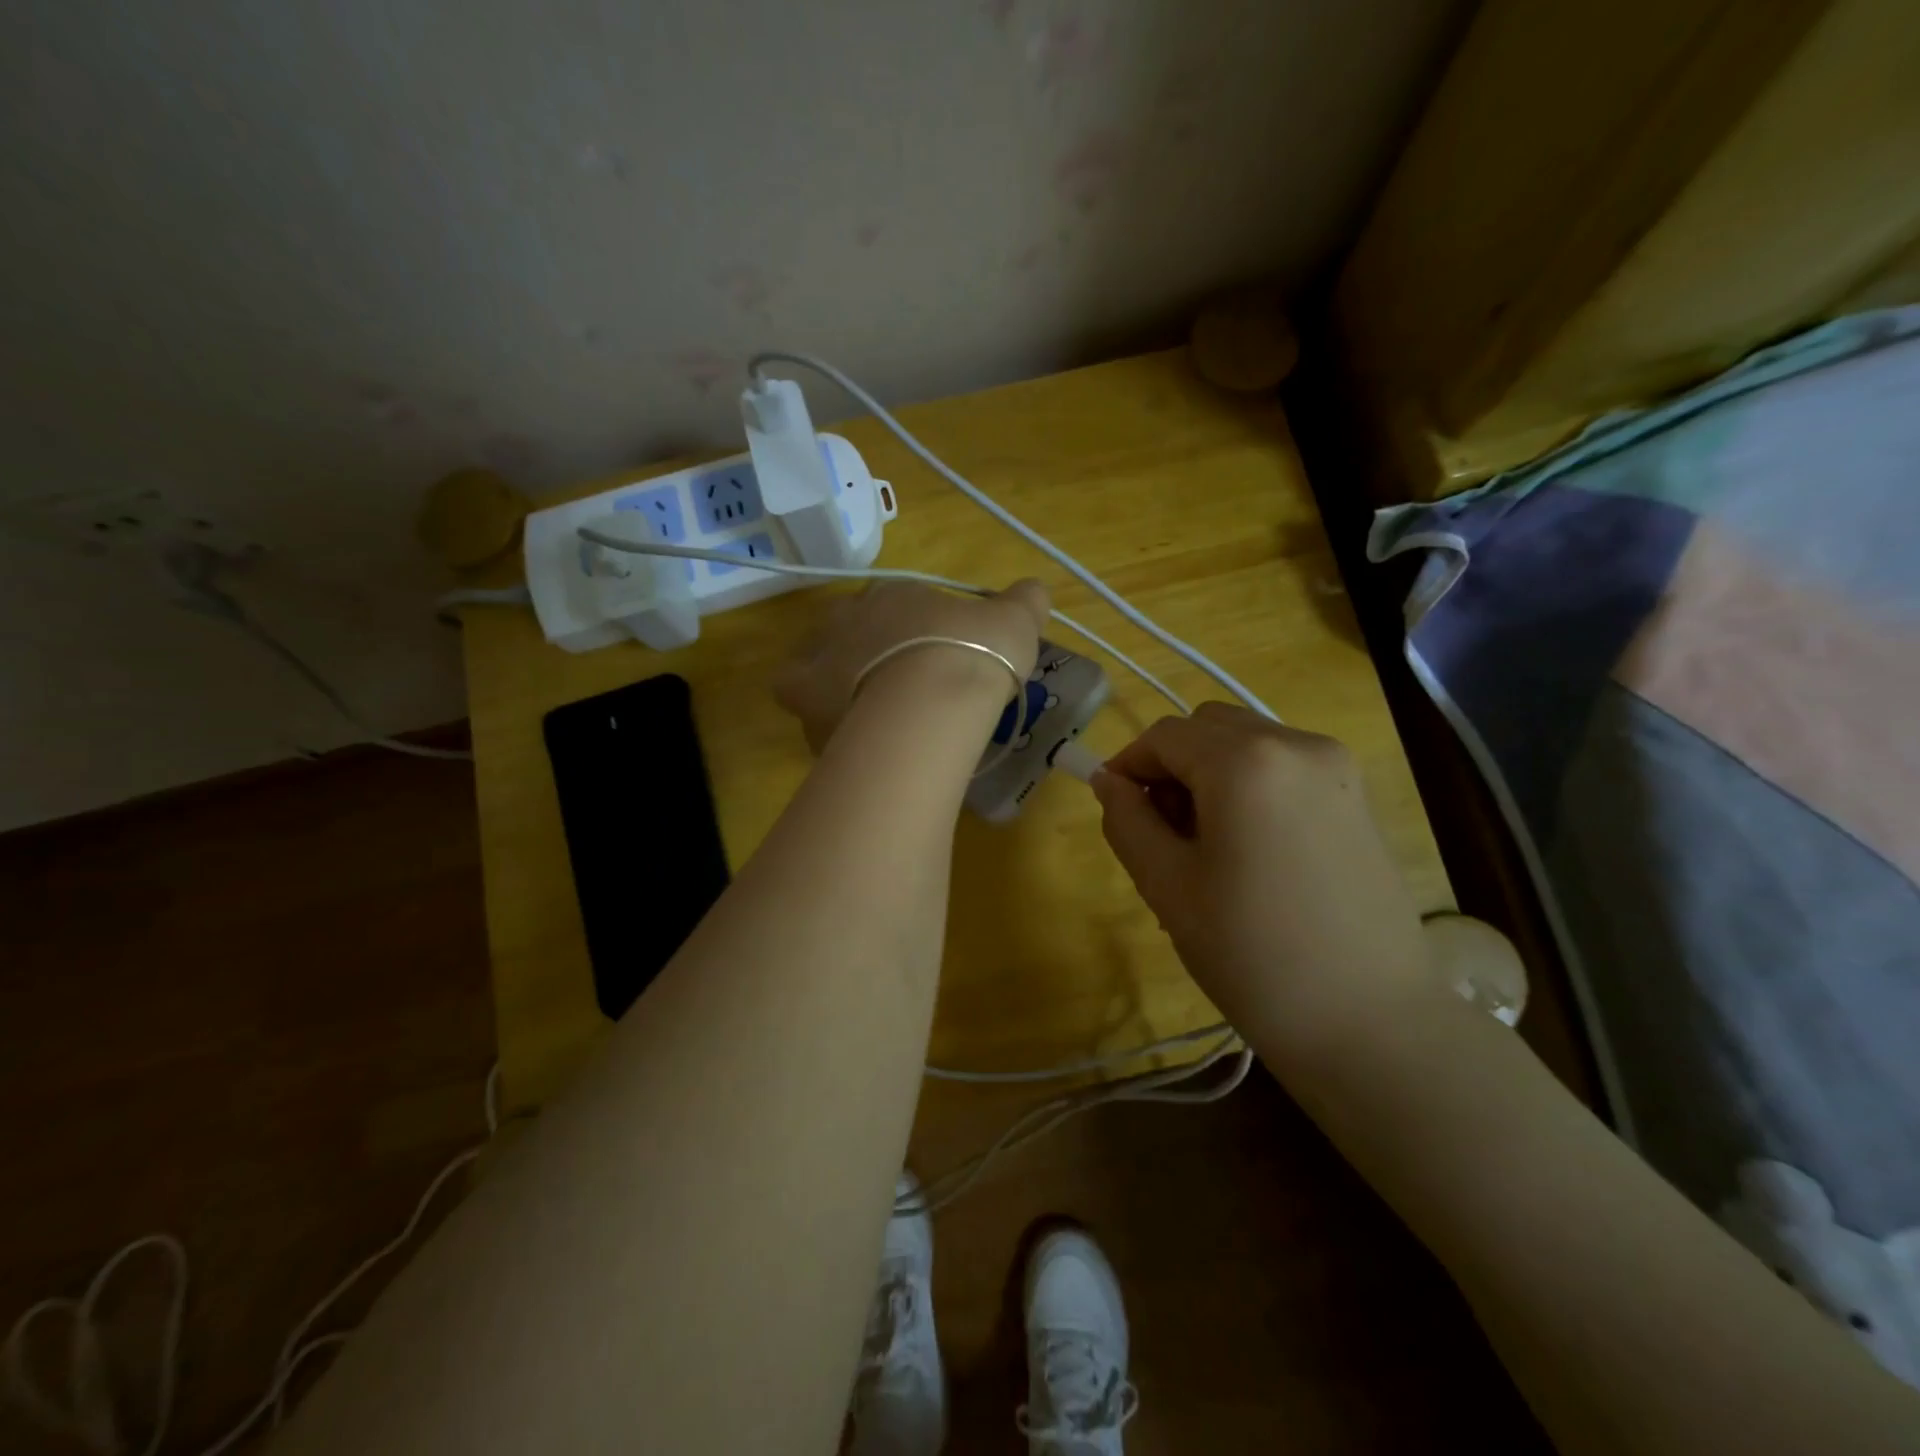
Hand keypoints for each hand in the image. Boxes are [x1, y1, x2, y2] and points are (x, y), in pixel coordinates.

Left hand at [774, 580, 1049, 750]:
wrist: (931, 702)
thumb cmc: (971, 653)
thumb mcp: (1014, 623)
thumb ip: (1024, 603)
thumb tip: (1034, 591)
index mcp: (892, 595)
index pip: (896, 602)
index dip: (915, 627)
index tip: (936, 652)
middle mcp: (847, 621)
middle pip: (848, 630)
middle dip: (866, 650)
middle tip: (897, 683)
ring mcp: (820, 661)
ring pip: (815, 665)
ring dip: (835, 684)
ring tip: (868, 714)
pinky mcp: (807, 706)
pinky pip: (803, 709)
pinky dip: (823, 721)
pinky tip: (851, 740)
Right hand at [1091, 703, 1431, 1051]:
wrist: (1372, 1024)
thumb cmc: (1252, 955)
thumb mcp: (1167, 886)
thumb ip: (1127, 820)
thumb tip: (1108, 782)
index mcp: (1245, 762)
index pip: (1164, 736)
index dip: (1128, 765)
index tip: (1113, 808)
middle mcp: (1297, 744)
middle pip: (1208, 728)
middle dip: (1172, 766)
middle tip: (1163, 831)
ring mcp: (1337, 768)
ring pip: (1247, 744)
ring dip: (1210, 774)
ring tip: (1207, 846)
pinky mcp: (1358, 796)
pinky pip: (1283, 767)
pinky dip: (1250, 786)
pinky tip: (1251, 850)